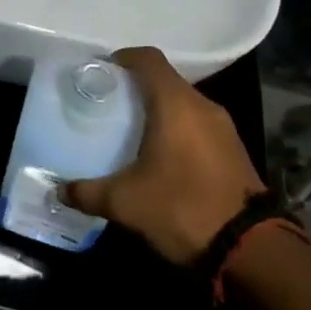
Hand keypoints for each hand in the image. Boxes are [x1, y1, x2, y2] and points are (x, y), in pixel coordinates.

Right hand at [63, 47, 265, 264]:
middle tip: (107, 105)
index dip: (122, 58)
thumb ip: (87, 192)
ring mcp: (224, 129)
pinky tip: (160, 157)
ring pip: (183, 105)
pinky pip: (198, 126)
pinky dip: (177, 130)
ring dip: (158, 111)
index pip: (148, 59)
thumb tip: (58, 190)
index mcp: (175, 104)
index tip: (100, 71)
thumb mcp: (125, 202)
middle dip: (135, 88)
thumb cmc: (182, 208)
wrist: (252, 251)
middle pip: (165, 81)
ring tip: (130, 131)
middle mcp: (202, 106)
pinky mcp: (234, 151)